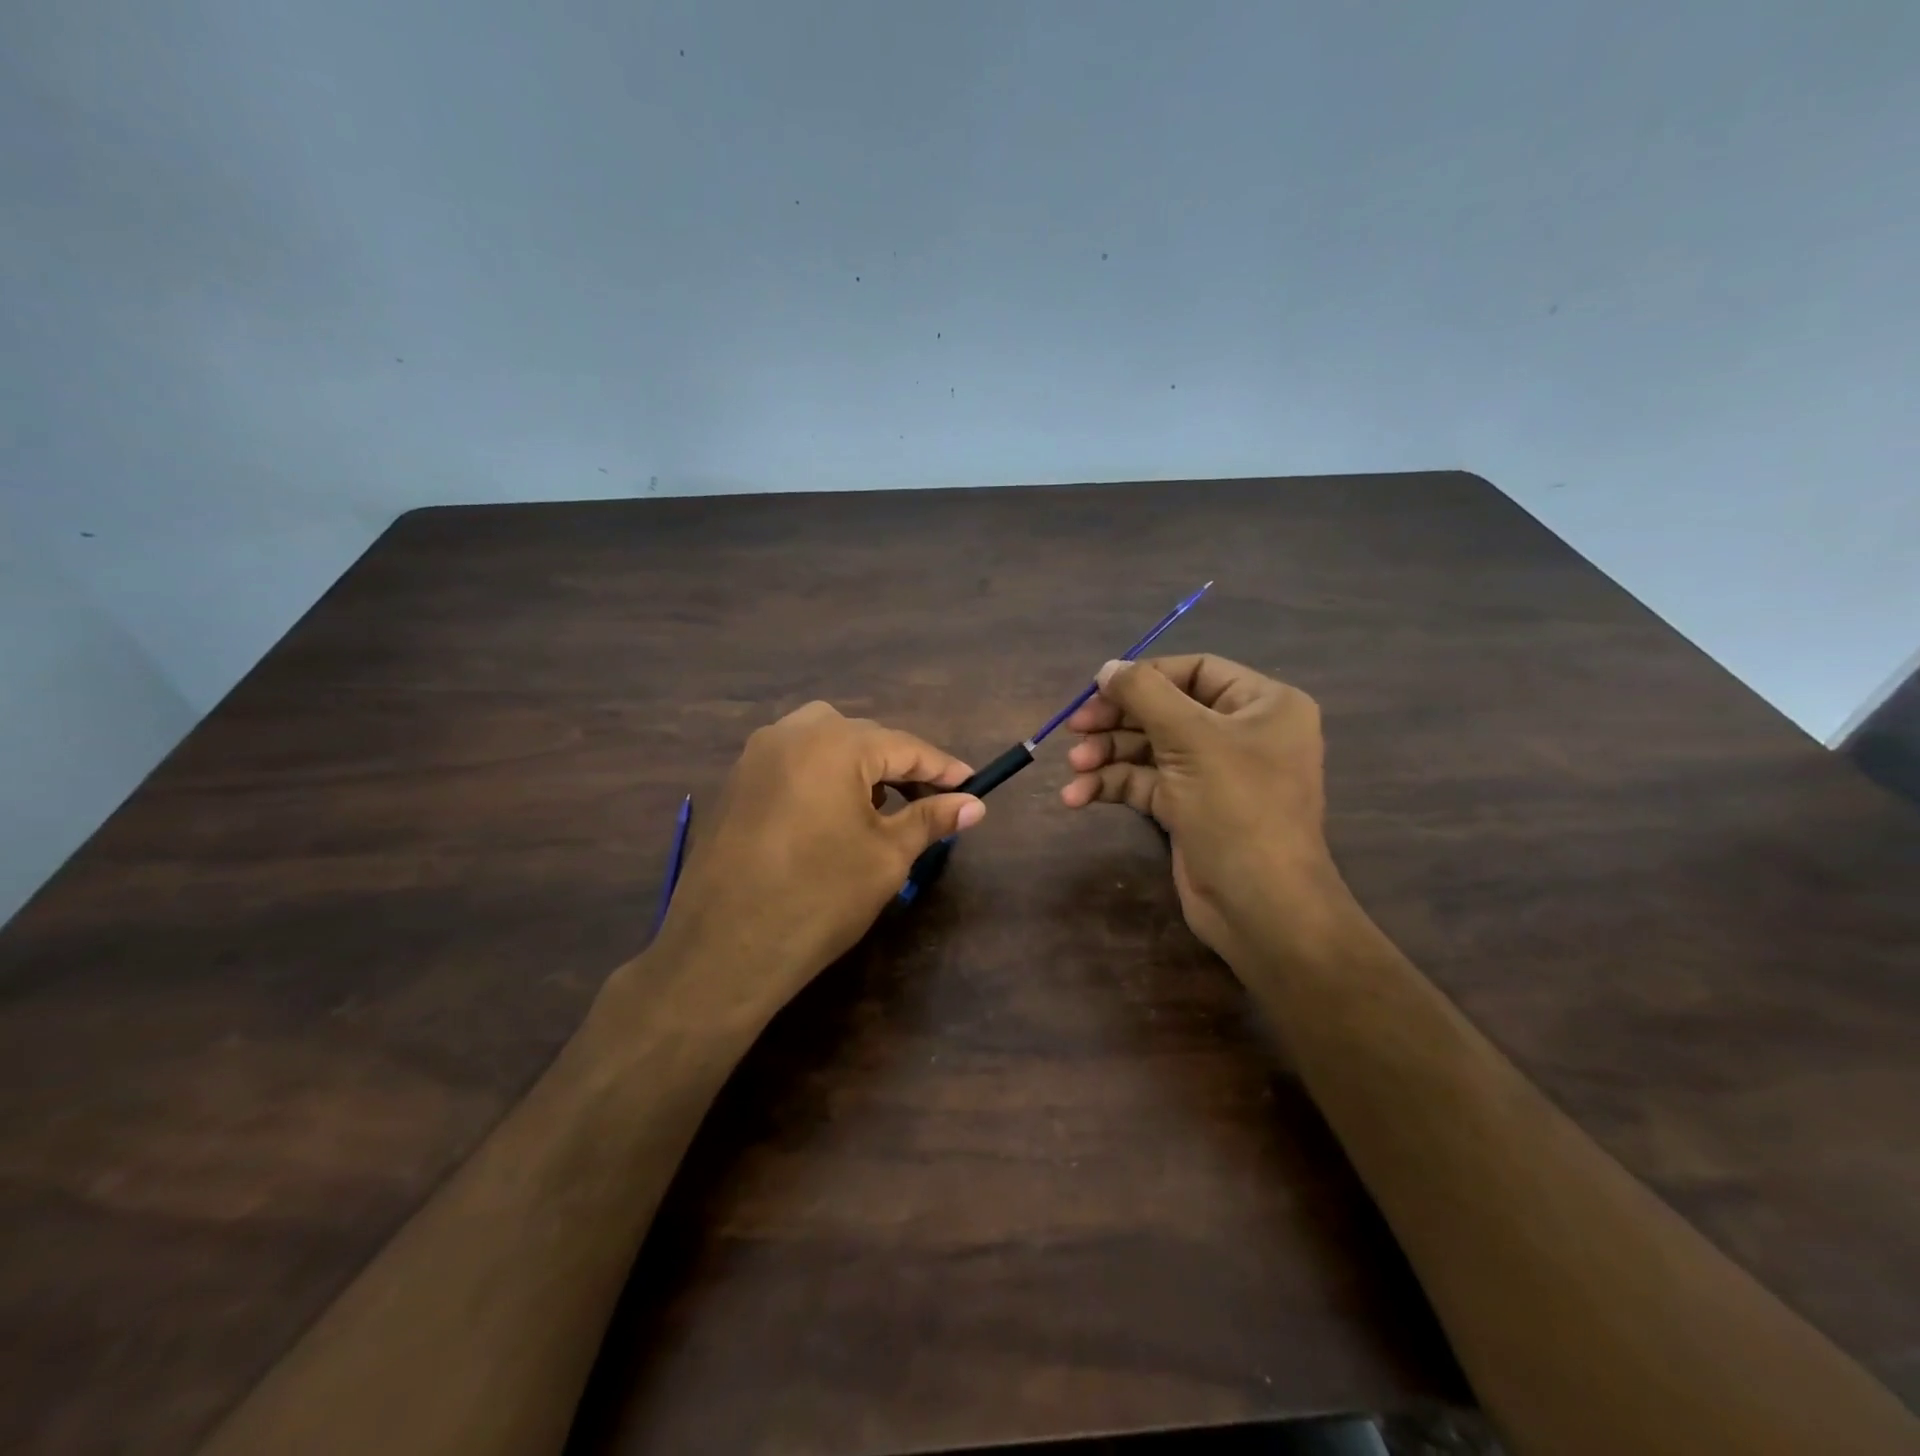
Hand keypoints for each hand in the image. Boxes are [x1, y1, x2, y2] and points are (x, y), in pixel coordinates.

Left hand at [650, 702, 985, 1017]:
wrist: (723, 950)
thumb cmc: (819, 898)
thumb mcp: (887, 857)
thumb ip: (931, 819)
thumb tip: (974, 804)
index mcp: (833, 743)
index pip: (904, 745)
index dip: (943, 768)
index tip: (974, 785)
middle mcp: (790, 733)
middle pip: (863, 737)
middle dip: (901, 765)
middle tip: (932, 800)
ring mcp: (756, 755)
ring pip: (825, 742)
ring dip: (860, 767)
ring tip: (883, 808)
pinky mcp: (736, 782)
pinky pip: (794, 762)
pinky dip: (824, 776)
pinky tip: (834, 815)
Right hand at [1059, 655, 1340, 965]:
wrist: (1260, 906)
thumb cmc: (1237, 808)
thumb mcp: (1190, 738)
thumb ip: (1144, 694)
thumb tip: (1107, 668)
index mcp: (1262, 705)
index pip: (1195, 671)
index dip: (1144, 676)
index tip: (1097, 688)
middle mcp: (1240, 733)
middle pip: (1165, 709)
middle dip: (1116, 721)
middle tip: (1072, 728)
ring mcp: (1213, 773)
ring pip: (1149, 748)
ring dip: (1106, 756)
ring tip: (1072, 768)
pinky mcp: (1189, 808)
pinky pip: (1145, 783)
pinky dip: (1112, 786)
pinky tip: (1077, 797)